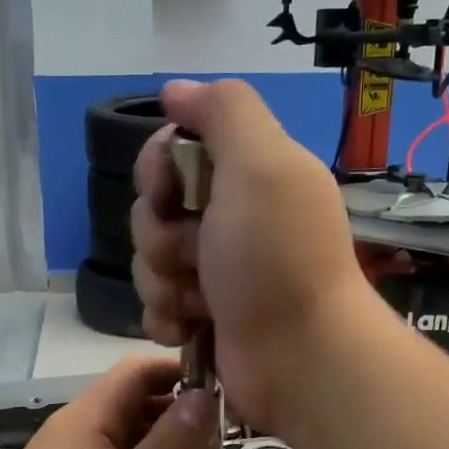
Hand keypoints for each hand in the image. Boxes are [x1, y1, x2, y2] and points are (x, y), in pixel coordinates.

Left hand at [0, 357, 215, 448]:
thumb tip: (206, 392)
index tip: (228, 394)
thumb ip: (171, 445)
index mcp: (84, 420)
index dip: (182, 371)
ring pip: (122, 442)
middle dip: (179, 414)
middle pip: (131, 404)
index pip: (138, 370)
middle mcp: (70, 436)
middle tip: (226, 442)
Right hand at [131, 78, 373, 429]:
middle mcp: (229, 219)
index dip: (157, 169)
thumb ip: (224, 111)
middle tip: (198, 257)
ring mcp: (215, 272)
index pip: (171, 150)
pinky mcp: (203, 318)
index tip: (170, 192)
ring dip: (165, 284)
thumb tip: (175, 90)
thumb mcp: (262, 164)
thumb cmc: (277, 259)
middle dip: (160, 237)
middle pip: (152, 209)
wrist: (300, 359)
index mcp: (247, 174)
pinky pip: (155, 306)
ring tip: (202, 304)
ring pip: (148, 262)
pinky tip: (191, 330)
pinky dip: (168, 319)